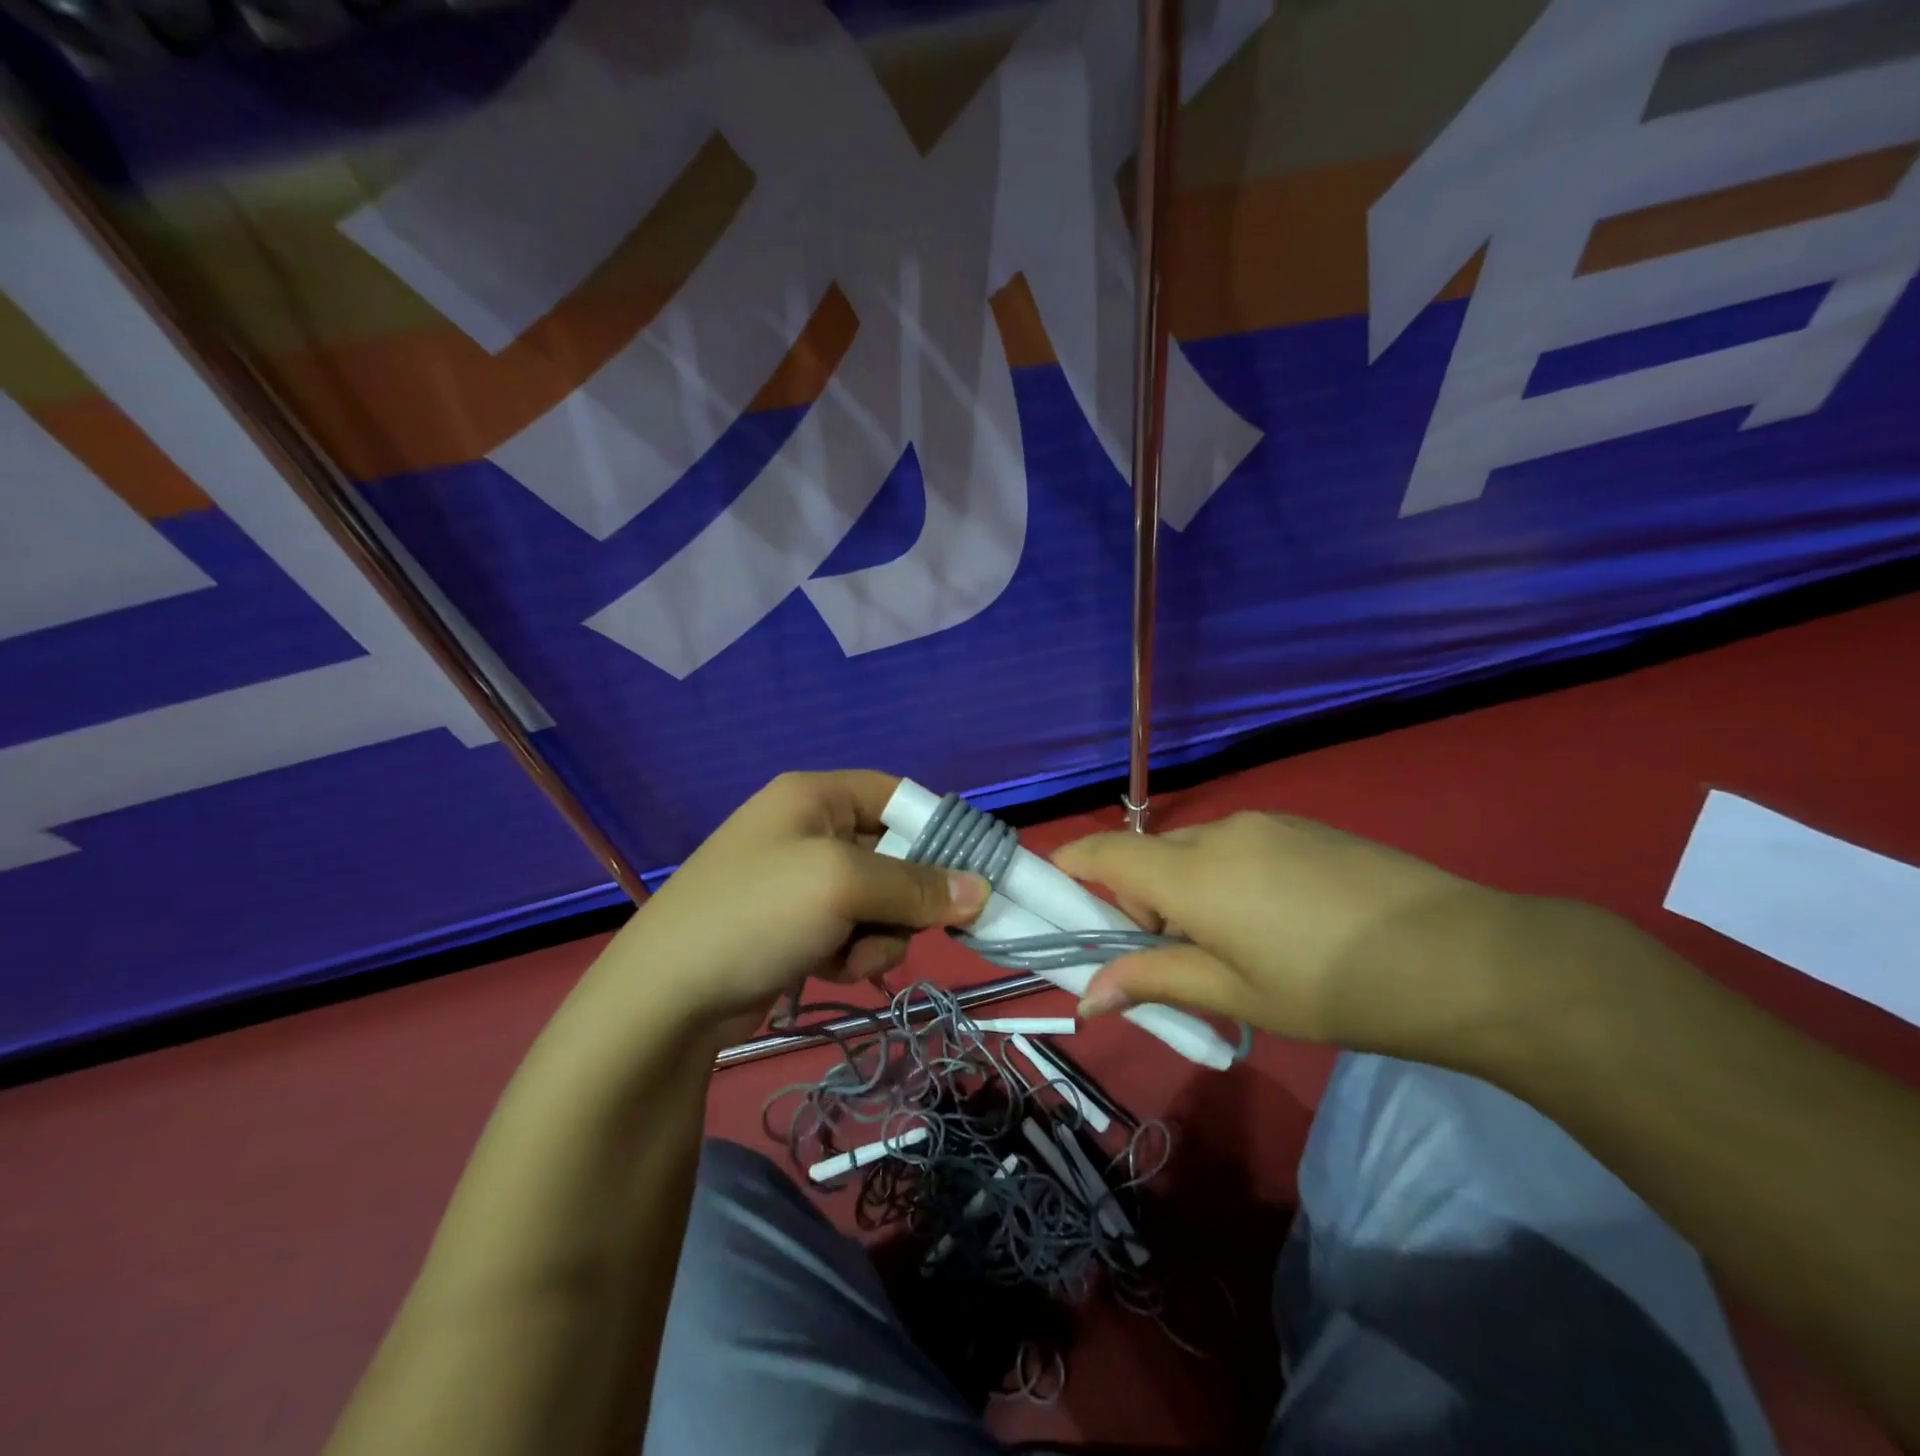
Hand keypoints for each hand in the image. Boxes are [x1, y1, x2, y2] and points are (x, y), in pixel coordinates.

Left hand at [578, 771, 988, 1036]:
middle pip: (893, 854)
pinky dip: (853, 952)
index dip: (936, 830)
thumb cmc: (755, 915)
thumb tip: (981, 890)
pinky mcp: (795, 927)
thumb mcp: (842, 886)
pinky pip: (853, 931)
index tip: (970, 872)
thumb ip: (917, 886)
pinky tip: (829, 968)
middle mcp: (809, 829)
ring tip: (848, 955)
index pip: (897, 796)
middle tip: (901, 925)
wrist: (664, 999)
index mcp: (815, 796)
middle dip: (903, 898)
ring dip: (879, 934)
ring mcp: (799, 881)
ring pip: (879, 902)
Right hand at [1054, 812, 1524, 1060]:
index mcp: (1192, 874)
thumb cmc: (1332, 987)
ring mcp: (1265, 823)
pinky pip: (1237, 845)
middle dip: (1140, 898)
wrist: (1464, 957)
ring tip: (1234, 944)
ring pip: (1194, 852)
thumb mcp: (1235, 992)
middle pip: (1149, 856)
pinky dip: (1226, 876)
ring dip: (1186, 889)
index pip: (1103, 853)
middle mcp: (1218, 833)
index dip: (1070, 867)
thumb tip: (1086, 997)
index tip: (1057, 894)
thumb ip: (1153, 981)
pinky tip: (1277, 919)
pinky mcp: (1302, 826)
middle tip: (1172, 956)